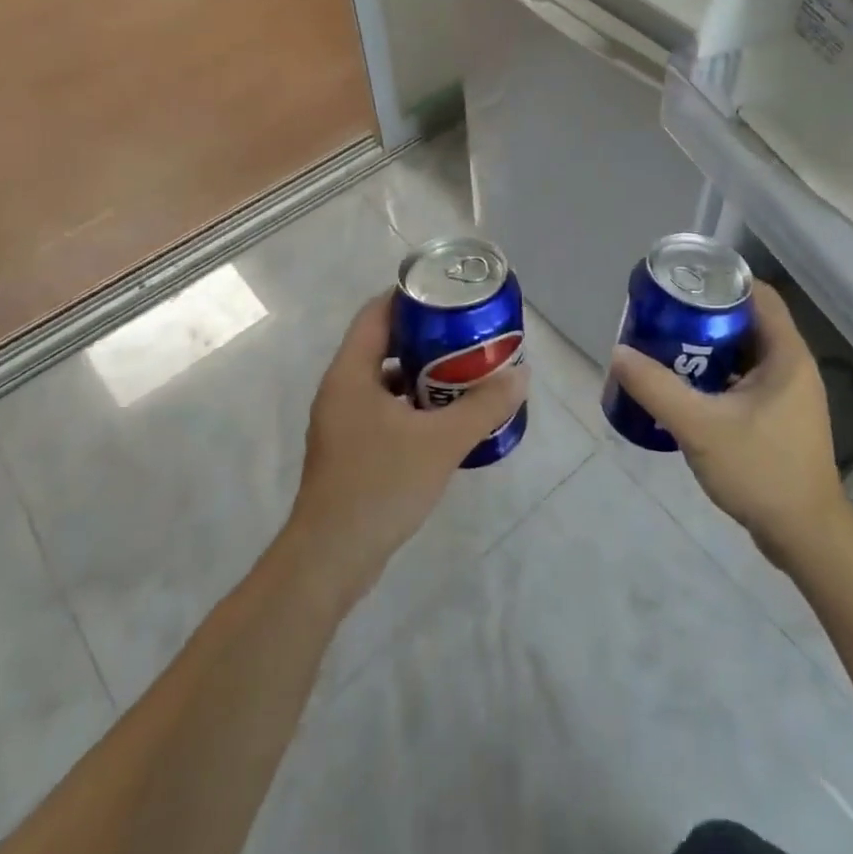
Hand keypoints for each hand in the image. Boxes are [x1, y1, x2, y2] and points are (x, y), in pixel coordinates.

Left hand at [284, 295, 530, 601]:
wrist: (331, 559)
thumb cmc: (380, 485)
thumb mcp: (441, 442)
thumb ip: (483, 406)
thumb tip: (521, 375)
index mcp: (350, 373)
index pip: (376, 313)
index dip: (410, 297)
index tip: (448, 295)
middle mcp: (340, 390)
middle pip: (382, 344)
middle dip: (425, 337)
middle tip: (466, 333)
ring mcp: (342, 422)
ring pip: (384, 380)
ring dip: (420, 373)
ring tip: (463, 372)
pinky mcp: (349, 449)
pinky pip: (383, 409)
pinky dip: (412, 405)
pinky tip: (443, 419)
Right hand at [609, 283, 848, 567]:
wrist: (804, 536)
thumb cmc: (760, 471)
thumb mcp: (700, 427)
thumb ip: (657, 389)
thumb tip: (618, 353)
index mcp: (786, 355)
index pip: (759, 295)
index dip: (722, 281)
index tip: (683, 284)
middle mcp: (792, 367)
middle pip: (748, 322)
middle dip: (706, 316)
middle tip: (665, 317)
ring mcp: (788, 394)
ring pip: (745, 354)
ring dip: (710, 348)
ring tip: (667, 348)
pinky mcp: (779, 418)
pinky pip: (745, 380)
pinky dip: (718, 376)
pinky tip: (686, 389)